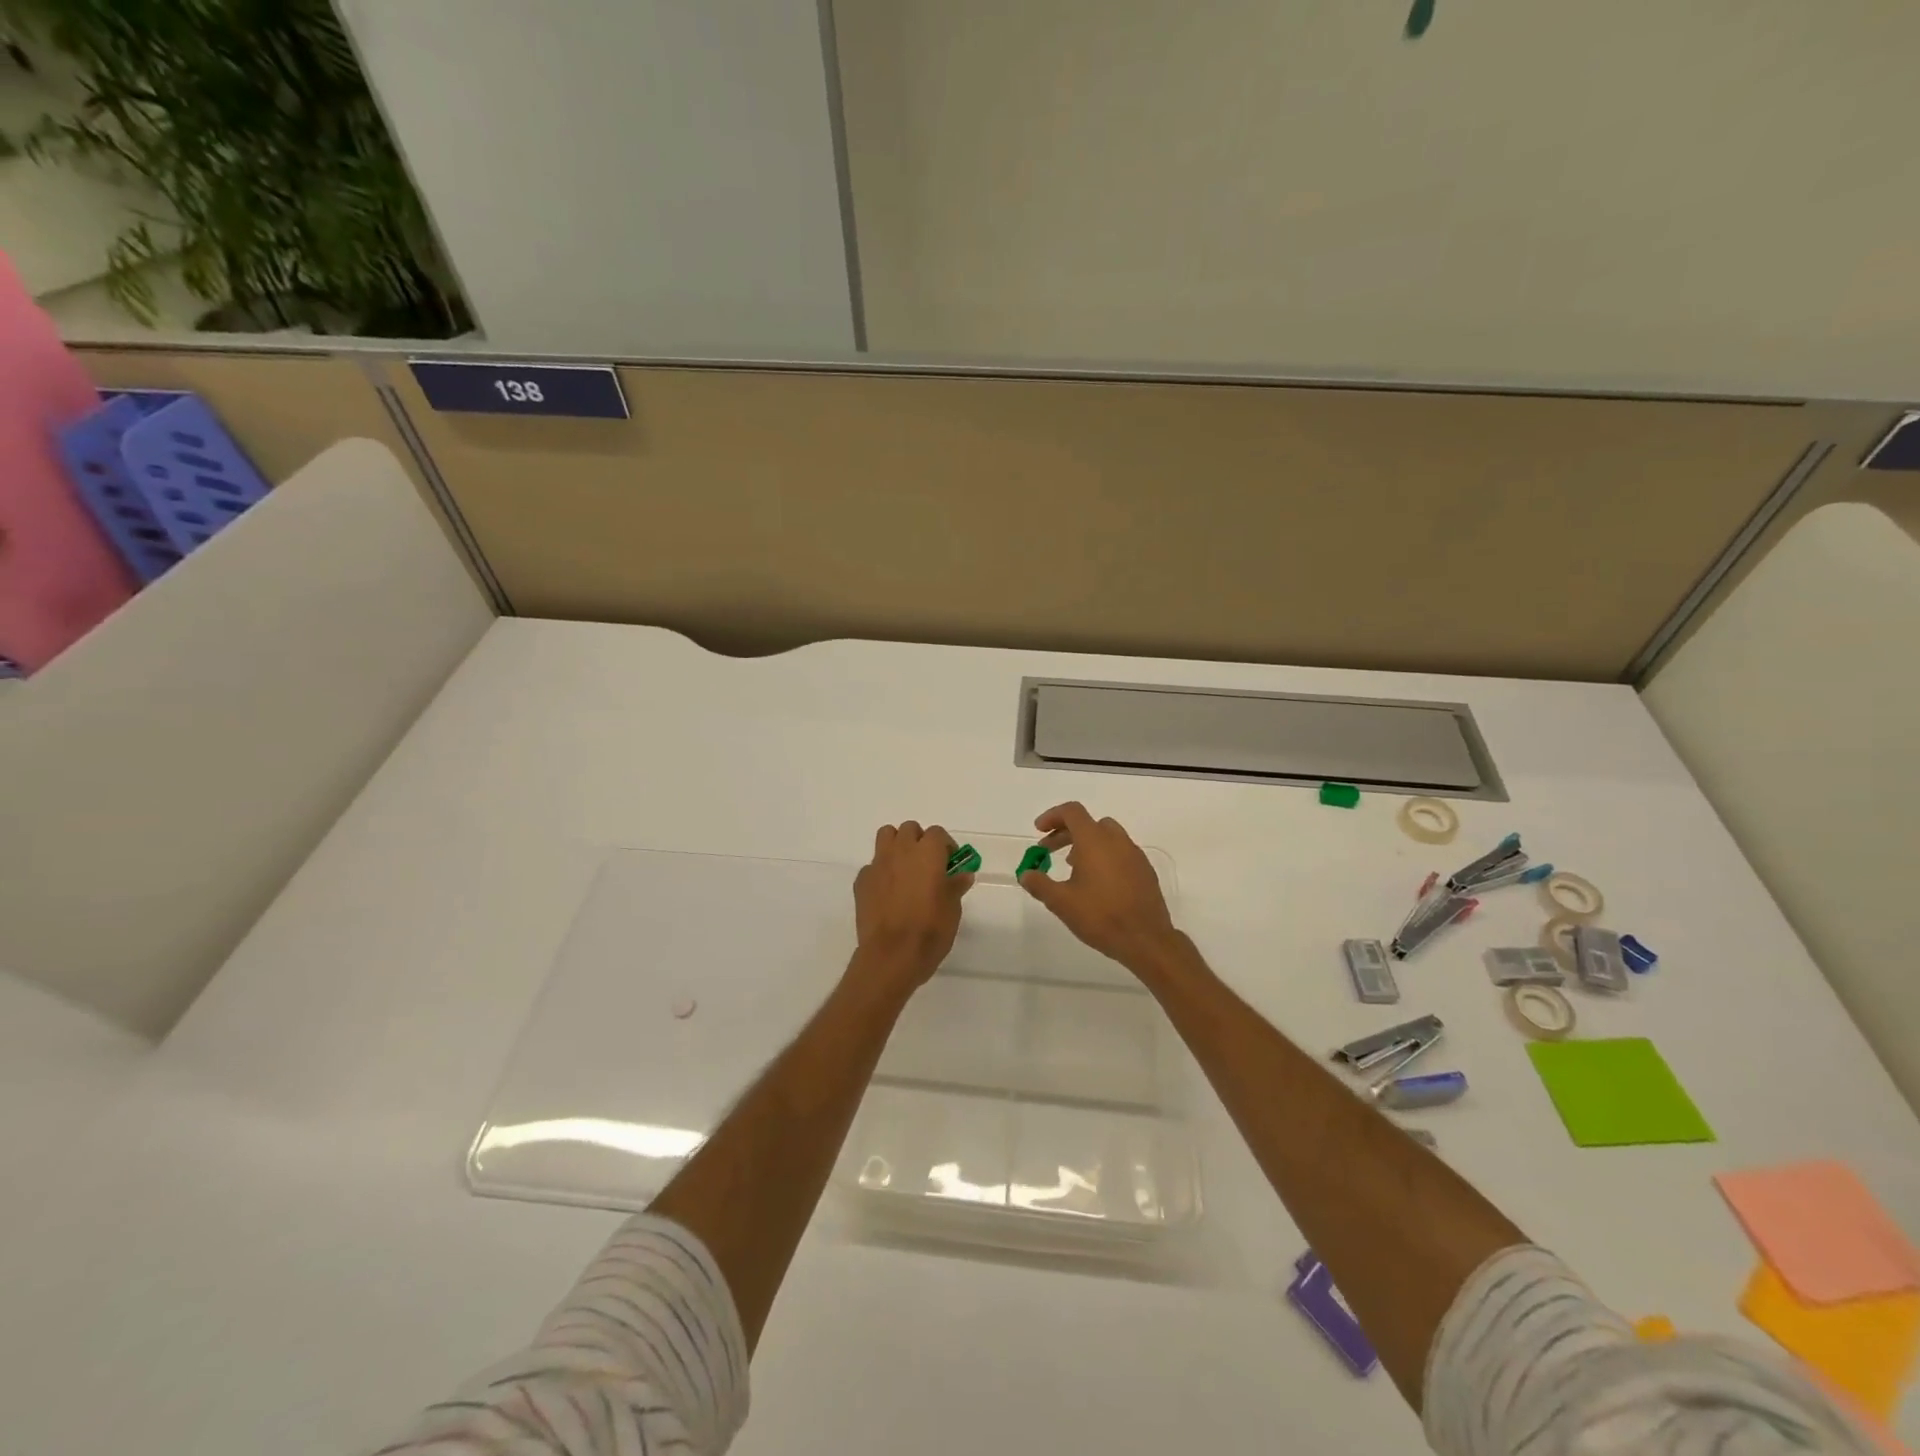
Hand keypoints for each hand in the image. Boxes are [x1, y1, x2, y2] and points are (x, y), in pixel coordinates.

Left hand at [852, 821, 972, 990]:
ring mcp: (878, 864)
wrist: (892, 955)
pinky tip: (887, 893)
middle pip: (909, 829)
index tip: (950, 863)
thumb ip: (955, 886)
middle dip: (919, 840)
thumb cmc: (930, 930)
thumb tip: (962, 875)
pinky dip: (881, 872)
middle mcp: (901, 851)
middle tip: (927, 863)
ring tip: (905, 868)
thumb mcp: (952, 909)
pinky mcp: (862, 881)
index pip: (937, 833)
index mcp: (927, 853)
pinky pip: (872, 866)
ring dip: (896, 846)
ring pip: (886, 837)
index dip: (945, 846)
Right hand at [1019, 802, 1181, 972]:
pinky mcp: (1145, 871)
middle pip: (1088, 823)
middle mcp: (1117, 841)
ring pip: (1107, 837)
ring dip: (1086, 844)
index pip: (1072, 812)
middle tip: (1048, 851)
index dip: (1052, 816)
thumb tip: (1026, 874)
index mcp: (1095, 841)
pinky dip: (1104, 856)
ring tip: (1072, 868)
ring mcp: (1135, 855)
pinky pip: (1121, 852)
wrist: (1146, 940)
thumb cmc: (1100, 916)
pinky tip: (1097, 883)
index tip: (1039, 831)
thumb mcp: (1061, 902)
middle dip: (1065, 833)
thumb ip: (1040, 884)